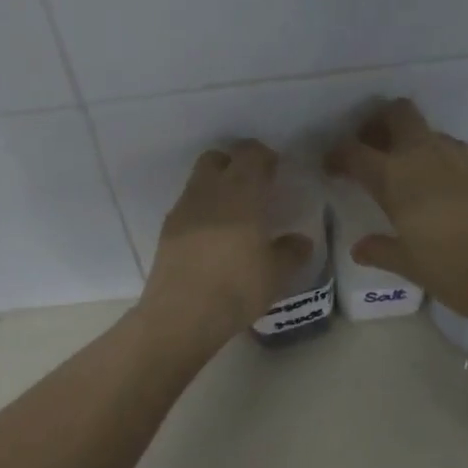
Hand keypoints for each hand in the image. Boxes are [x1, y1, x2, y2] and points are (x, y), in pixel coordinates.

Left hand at [139, 140, 309, 346]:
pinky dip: (200, 212)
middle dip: (234, 165)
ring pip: (198, 182)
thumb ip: (291, 252)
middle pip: (216, 159)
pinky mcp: (166, 231)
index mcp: (241, 192)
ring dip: (215, 189)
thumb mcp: (276, 274)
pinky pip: (186, 208)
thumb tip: (301, 241)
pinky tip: (211, 239)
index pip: (250, 153)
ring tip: (232, 217)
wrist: (182, 314)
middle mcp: (208, 191)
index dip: (264, 156)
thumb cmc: (237, 287)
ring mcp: (182, 210)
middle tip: (252, 188)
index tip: (275, 172)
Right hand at [326, 98, 467, 319]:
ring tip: (412, 178)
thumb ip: (381, 250)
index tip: (332, 167)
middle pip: (398, 114)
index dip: (338, 155)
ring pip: (430, 133)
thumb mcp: (410, 265)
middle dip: (379, 124)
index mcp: (395, 179)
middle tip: (373, 149)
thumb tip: (360, 249)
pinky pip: (458, 153)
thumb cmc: (455, 272)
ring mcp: (463, 155)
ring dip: (414, 145)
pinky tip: (449, 194)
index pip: (354, 152)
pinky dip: (444, 163)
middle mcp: (426, 155)